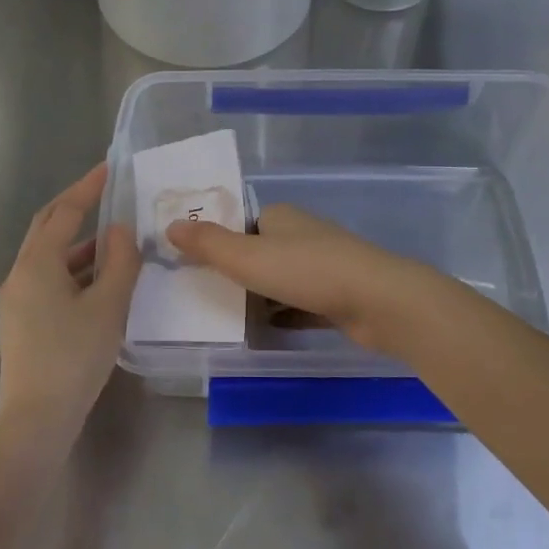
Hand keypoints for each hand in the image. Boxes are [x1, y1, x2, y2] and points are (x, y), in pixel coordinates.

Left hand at [0, 163, 138, 441]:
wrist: (35, 420)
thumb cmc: (74, 357)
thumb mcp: (108, 306)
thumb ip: (119, 262)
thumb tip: (120, 230)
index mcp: (37, 264)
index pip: (64, 212)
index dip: (88, 188)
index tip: (109, 168)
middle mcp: (19, 274)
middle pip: (47, 228)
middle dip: (75, 207)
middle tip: (104, 192)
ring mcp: (15, 300)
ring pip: (47, 257)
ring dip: (77, 243)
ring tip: (113, 241)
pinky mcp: (20, 322)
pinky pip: (46, 279)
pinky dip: (72, 269)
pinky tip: (97, 282)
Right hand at [165, 203, 458, 358]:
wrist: (378, 301)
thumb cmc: (308, 271)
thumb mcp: (248, 257)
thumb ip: (208, 244)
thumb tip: (169, 225)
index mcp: (280, 216)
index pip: (241, 223)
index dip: (218, 240)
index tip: (195, 265)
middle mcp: (301, 234)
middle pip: (260, 251)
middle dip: (237, 271)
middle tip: (205, 294)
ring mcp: (323, 265)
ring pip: (280, 279)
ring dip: (259, 295)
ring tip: (227, 316)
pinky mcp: (337, 294)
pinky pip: (300, 303)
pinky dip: (283, 314)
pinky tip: (265, 331)